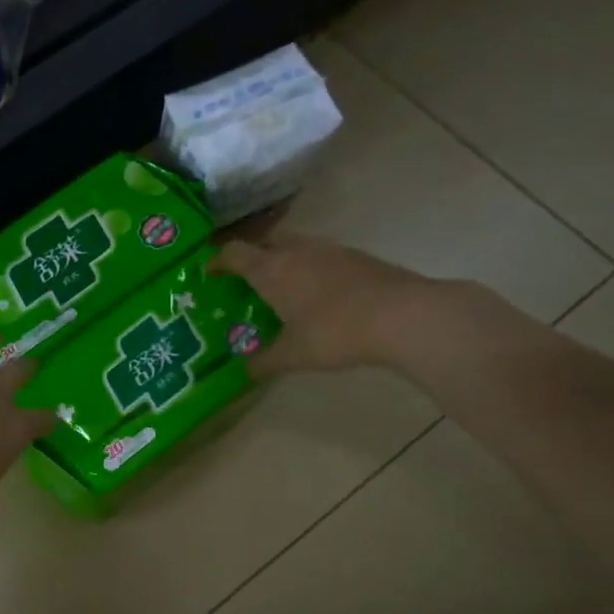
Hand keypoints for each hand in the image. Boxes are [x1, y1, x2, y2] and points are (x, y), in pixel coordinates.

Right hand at [211, 233, 435, 373]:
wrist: (404, 316)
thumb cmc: (335, 332)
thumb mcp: (294, 355)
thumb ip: (264, 361)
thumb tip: (244, 371)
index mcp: (272, 269)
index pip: (234, 253)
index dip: (218, 260)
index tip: (209, 271)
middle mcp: (297, 251)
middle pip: (265, 242)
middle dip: (251, 256)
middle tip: (245, 279)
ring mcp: (330, 250)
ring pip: (296, 246)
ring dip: (283, 260)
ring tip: (282, 286)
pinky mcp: (358, 256)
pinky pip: (322, 256)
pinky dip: (311, 268)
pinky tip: (318, 293)